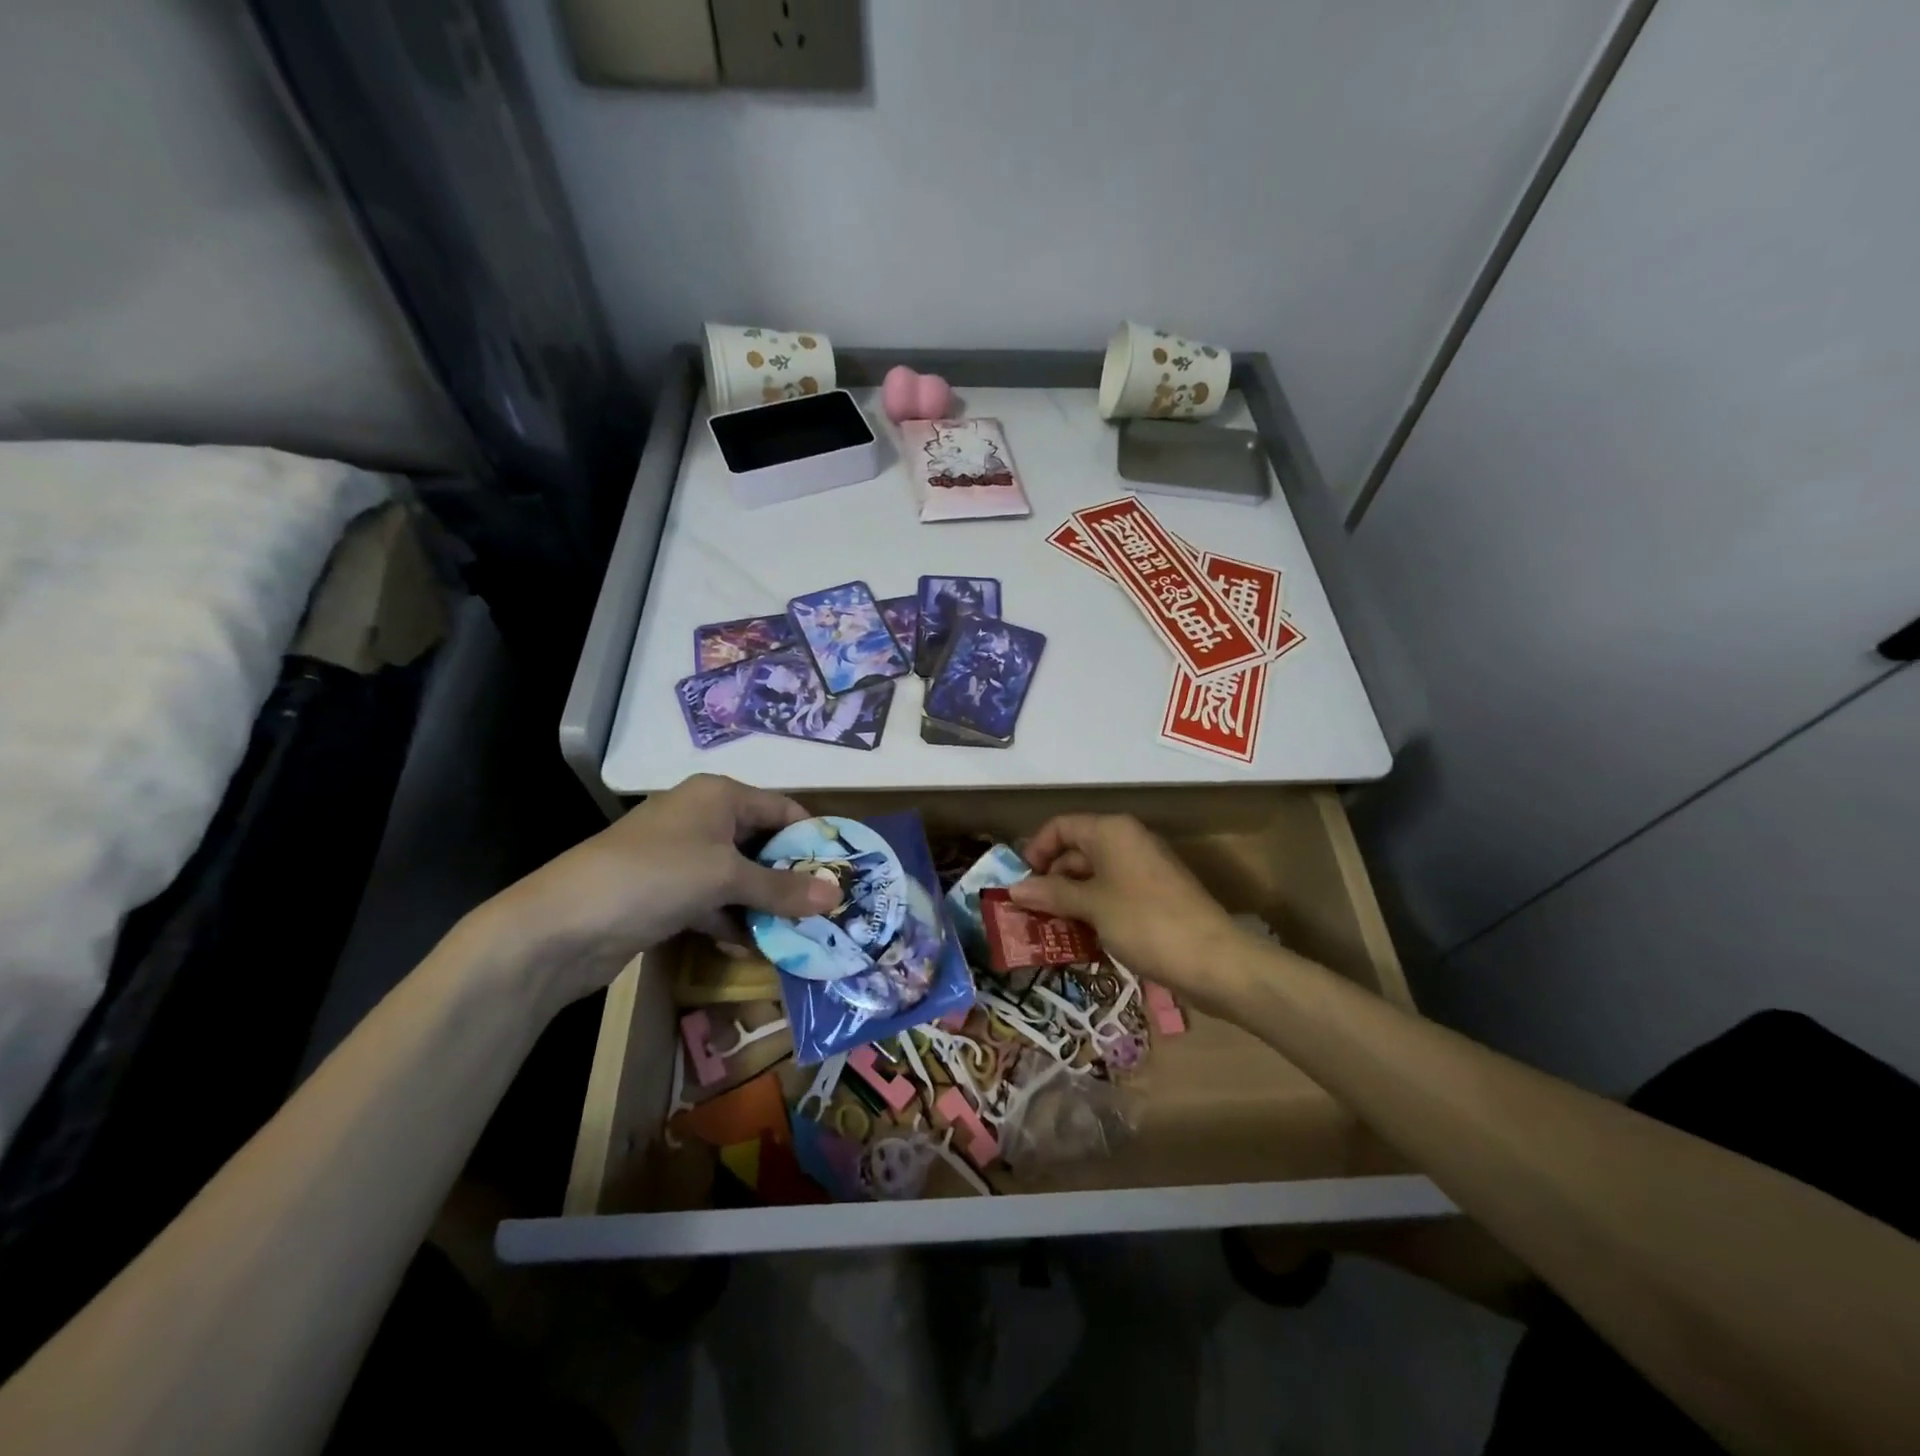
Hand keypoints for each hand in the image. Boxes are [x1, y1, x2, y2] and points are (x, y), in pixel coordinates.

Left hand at [479, 774, 837, 1011]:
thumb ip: (782, 887)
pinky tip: (755, 949)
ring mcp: (682, 858)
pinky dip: (734, 922)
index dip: (813, 837)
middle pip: (762, 843)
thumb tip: (836, 894)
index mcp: (718, 796)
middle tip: (828, 908)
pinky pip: (714, 903)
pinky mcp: (666, 894)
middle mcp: (702, 819)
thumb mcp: (725, 877)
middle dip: (792, 877)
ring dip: (766, 905)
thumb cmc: (654, 876)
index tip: (843, 871)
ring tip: (802, 933)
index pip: (782, 807)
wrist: (561, 925)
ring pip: (739, 877)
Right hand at [1009, 814, 1250, 1014]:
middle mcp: (1127, 841)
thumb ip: (1051, 894)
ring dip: (1069, 900)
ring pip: (1093, 876)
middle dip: (1050, 880)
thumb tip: (1014, 889)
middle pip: (1076, 851)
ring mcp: (1143, 869)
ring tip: (1047, 930)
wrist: (1214, 960)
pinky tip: (1079, 939)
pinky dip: (1092, 911)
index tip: (1019, 884)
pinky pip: (1112, 894)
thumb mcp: (1091, 907)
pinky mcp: (1155, 896)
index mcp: (1111, 831)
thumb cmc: (1145, 922)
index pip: (1060, 827)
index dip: (1035, 851)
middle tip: (1028, 913)